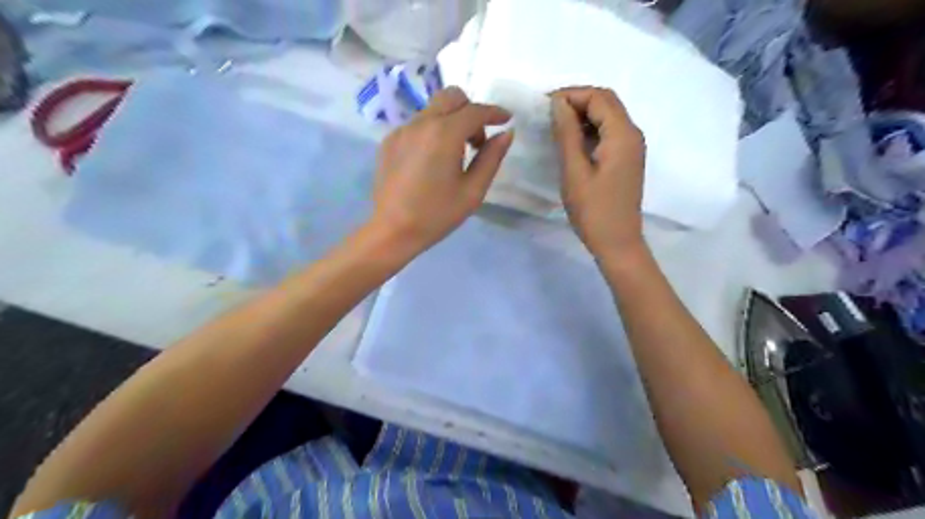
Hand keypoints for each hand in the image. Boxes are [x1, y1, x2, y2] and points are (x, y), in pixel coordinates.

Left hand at [367, 87, 513, 253]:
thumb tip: (506, 133)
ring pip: (433, 110)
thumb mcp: (472, 191)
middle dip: (470, 111)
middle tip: (476, 142)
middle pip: (451, 97)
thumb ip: (491, 158)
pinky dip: (432, 132)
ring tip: (454, 155)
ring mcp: (401, 130)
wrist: (392, 231)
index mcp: (444, 134)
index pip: (475, 111)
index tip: (506, 120)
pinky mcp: (389, 141)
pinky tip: (431, 161)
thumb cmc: (437, 215)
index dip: (494, 112)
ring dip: (450, 121)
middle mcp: (421, 123)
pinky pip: (417, 125)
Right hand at [552, 87, 644, 263]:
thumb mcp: (574, 171)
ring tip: (555, 125)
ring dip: (582, 114)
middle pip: (606, 102)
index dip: (570, 95)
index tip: (543, 105)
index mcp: (622, 134)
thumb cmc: (593, 210)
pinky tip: (571, 141)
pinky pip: (608, 132)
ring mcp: (631, 147)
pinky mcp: (626, 159)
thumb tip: (558, 102)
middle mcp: (632, 134)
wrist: (617, 243)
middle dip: (577, 101)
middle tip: (548, 113)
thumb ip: (567, 133)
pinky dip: (589, 129)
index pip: (598, 97)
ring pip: (607, 116)